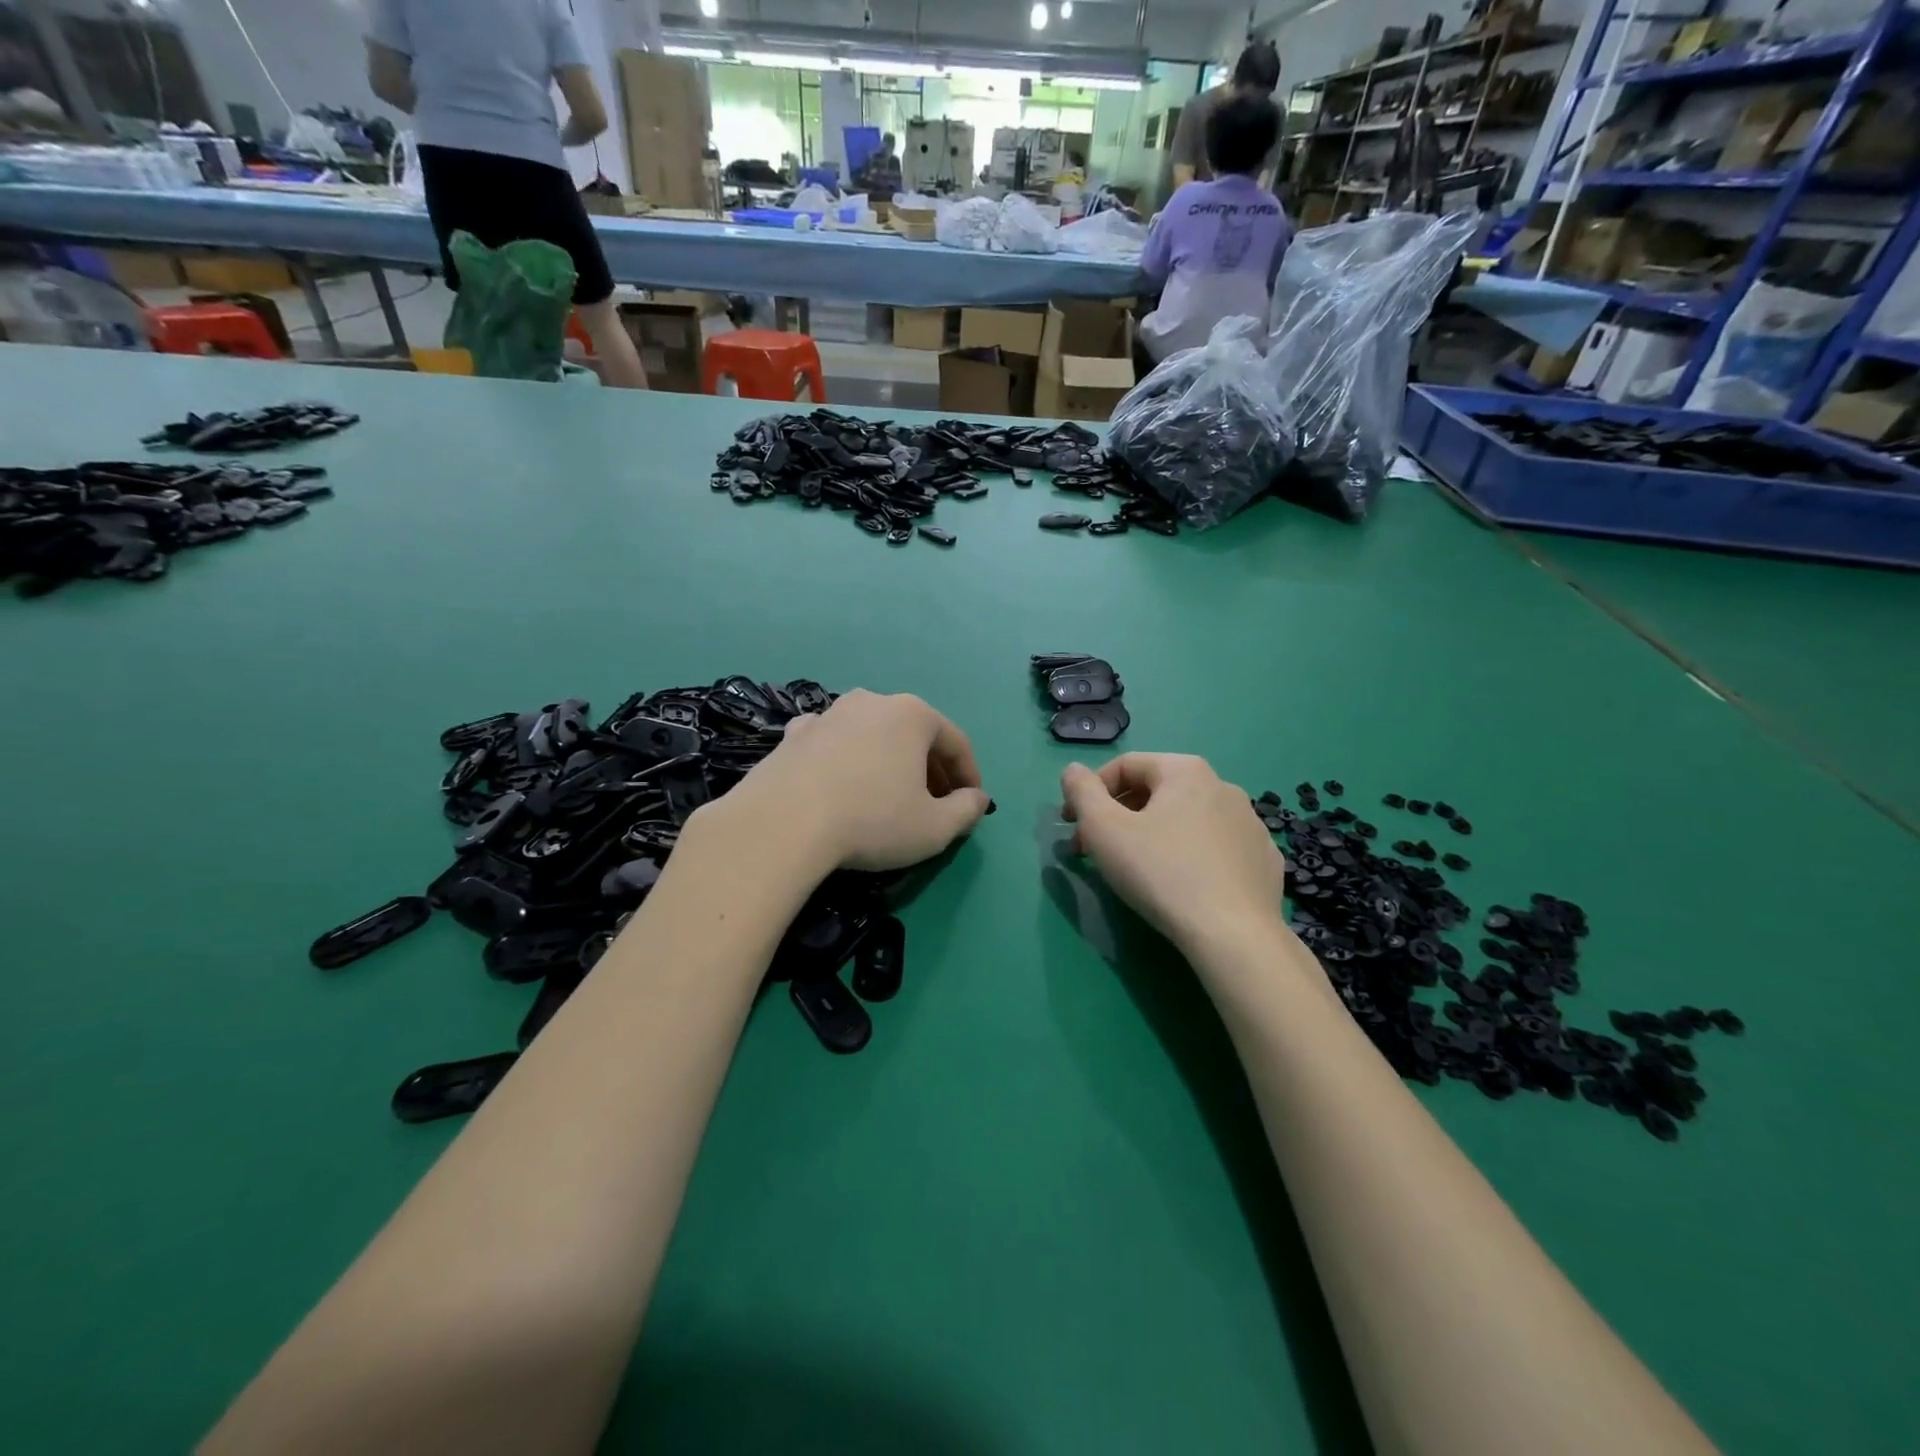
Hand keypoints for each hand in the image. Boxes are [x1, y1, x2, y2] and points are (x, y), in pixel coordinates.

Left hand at [714, 690, 990, 873]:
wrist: (782, 824)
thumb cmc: (872, 821)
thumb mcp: (935, 828)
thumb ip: (967, 811)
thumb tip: (978, 799)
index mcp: (912, 714)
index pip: (956, 742)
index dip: (969, 775)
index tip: (971, 804)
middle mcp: (871, 701)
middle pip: (914, 734)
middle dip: (929, 768)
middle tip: (934, 804)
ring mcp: (828, 714)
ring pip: (872, 736)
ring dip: (888, 762)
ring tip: (888, 797)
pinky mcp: (793, 735)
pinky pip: (833, 744)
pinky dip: (846, 761)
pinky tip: (841, 787)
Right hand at [1060, 754, 1285, 954]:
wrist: (1233, 934)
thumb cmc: (1160, 873)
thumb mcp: (1104, 829)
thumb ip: (1082, 791)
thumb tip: (1074, 771)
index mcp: (1185, 770)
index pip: (1125, 766)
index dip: (1090, 793)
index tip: (1073, 826)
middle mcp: (1223, 786)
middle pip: (1156, 792)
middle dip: (1120, 816)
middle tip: (1096, 850)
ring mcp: (1250, 823)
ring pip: (1187, 819)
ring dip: (1155, 834)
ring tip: (1138, 870)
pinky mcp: (1264, 859)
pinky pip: (1217, 847)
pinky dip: (1192, 855)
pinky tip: (1182, 884)